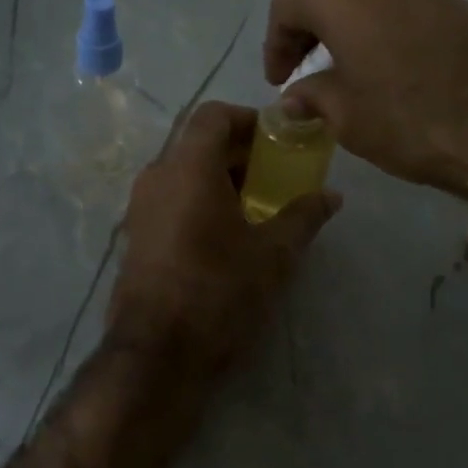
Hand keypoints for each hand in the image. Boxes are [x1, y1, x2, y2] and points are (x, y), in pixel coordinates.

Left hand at [107, 102, 340, 380]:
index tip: (278, 142)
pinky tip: (226, 236)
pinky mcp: (136, 236)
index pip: (214, 114)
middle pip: (198, 143)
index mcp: (188, 167)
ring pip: (183, 173)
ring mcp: (140, 207)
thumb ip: (304, 217)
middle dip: (239, 153)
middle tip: (276, 178)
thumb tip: (332, 196)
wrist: (156, 353)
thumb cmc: (218, 292)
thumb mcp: (273, 255)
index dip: (248, 119)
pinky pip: (171, 199)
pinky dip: (199, 201)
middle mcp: (157, 176)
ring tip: (256, 208)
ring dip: (219, 179)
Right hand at [263, 0, 467, 197]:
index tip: (278, 81)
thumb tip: (295, 97)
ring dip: (345, 26)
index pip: (287, 6)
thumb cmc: (407, 115)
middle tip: (303, 71)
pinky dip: (378, 25)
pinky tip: (382, 62)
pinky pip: (398, 2)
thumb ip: (312, 96)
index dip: (275, 44)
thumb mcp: (345, 114)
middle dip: (309, 31)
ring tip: (342, 68)